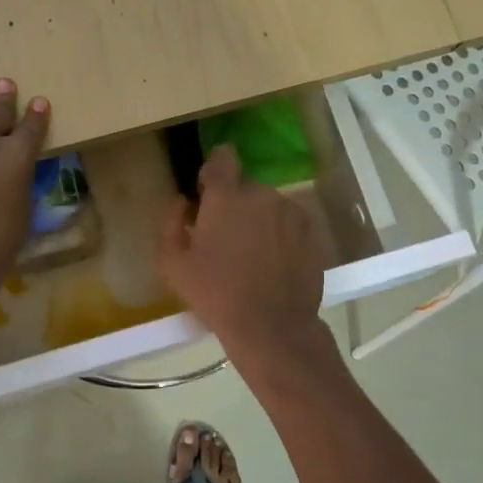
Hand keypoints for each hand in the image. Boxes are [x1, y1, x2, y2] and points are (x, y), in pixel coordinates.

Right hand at [156, 144, 329, 357]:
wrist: (271, 326)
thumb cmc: (215, 294)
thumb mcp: (172, 264)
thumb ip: (170, 223)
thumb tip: (181, 202)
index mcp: (226, 197)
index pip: (223, 157)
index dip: (214, 169)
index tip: (208, 193)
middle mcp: (262, 194)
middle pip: (245, 186)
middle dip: (235, 204)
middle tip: (226, 239)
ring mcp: (291, 212)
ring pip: (269, 205)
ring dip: (259, 219)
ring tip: (252, 255)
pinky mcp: (311, 232)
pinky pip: (290, 222)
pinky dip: (280, 234)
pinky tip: (273, 263)